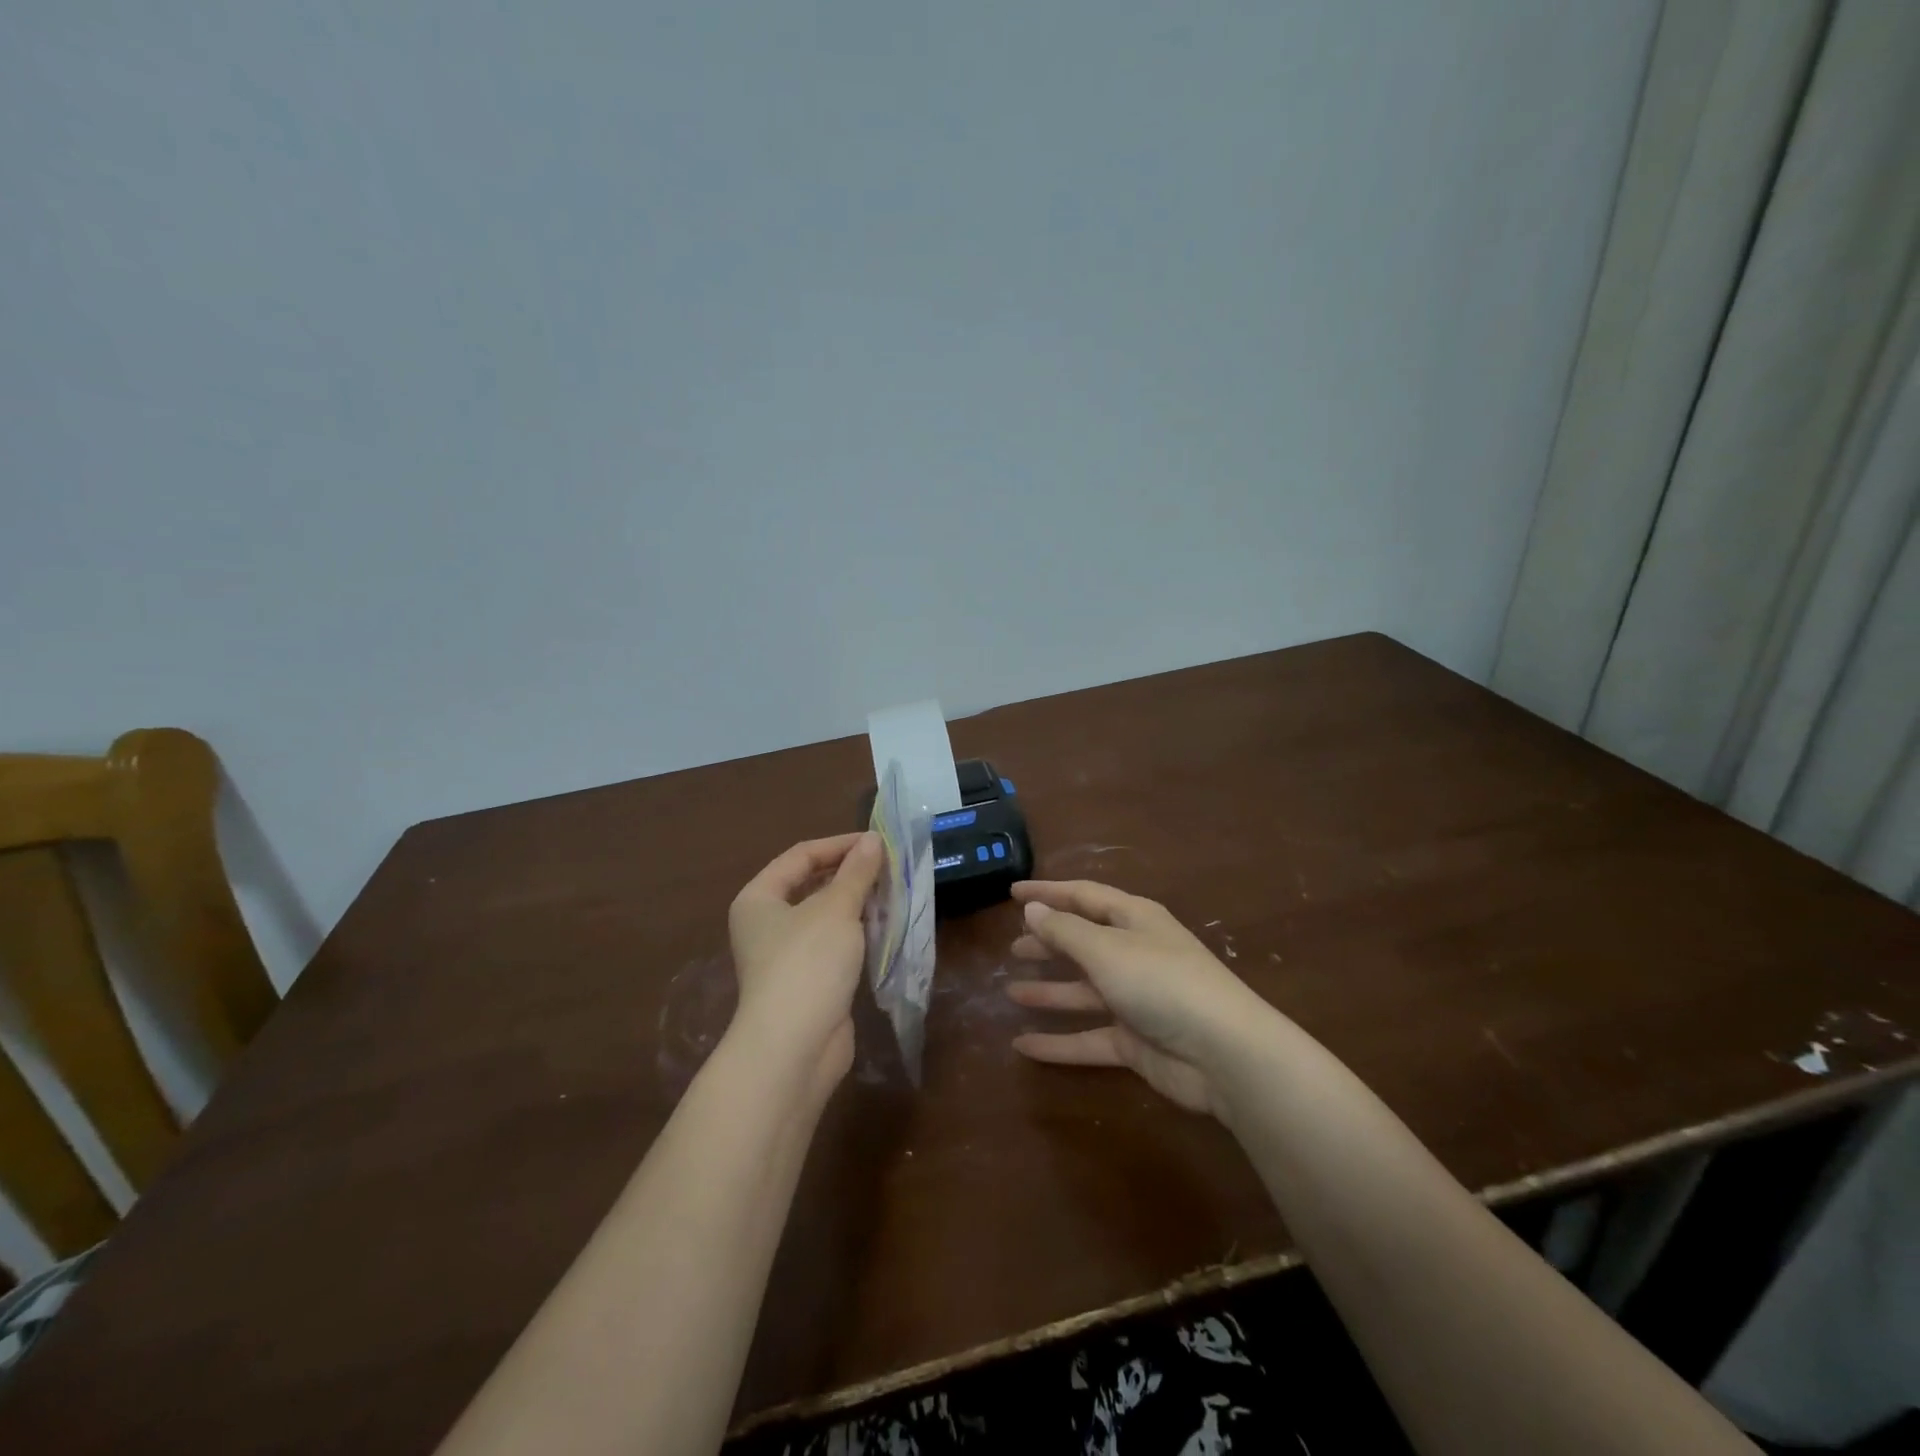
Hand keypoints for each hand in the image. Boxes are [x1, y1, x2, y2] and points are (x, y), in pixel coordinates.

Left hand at [727, 832, 882, 1087]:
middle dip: (850, 874)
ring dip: (857, 903)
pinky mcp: (807, 981)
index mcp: (759, 898)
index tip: (878, 843)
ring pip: (825, 916)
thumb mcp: (836, 909)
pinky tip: (884, 926)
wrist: (794, 1047)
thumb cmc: (808, 964)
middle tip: (889, 866)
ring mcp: (785, 955)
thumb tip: (873, 840)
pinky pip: (834, 945)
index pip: (801, 855)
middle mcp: (766, 923)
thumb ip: (857, 872)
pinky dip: (857, 933)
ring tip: (893, 891)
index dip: (840, 845)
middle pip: (811, 884)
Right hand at [1005, 880, 1270, 1116]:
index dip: (1047, 893)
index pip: (1083, 897)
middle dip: (1048, 943)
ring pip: (1082, 991)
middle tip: (1012, 948)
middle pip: (1083, 943)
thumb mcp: (1106, 949)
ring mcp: (1135, 1000)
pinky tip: (1021, 1046)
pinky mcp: (1134, 1042)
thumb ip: (1064, 931)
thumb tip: (1032, 910)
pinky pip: (1087, 1038)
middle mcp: (1134, 954)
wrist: (1223, 1054)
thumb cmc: (1161, 982)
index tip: (1012, 893)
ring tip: (1009, 991)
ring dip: (1048, 991)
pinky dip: (1057, 1042)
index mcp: (1133, 920)